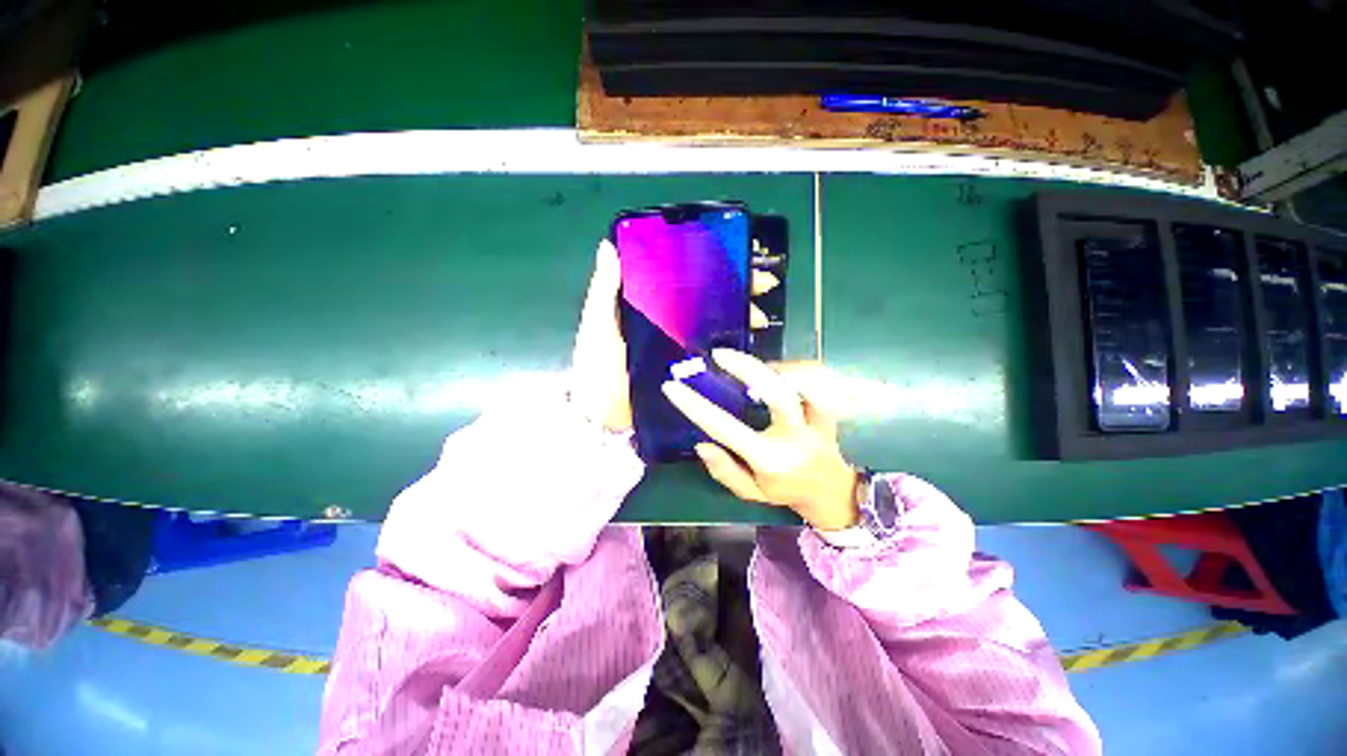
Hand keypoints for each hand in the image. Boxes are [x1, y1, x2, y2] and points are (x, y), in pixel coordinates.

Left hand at [569, 241, 781, 432]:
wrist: (602, 418)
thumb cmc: (596, 367)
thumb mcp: (598, 327)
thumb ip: (603, 292)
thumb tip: (608, 246)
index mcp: (648, 309)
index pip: (684, 280)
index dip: (708, 268)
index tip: (735, 255)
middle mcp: (669, 324)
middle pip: (707, 301)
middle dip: (736, 290)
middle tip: (762, 284)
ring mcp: (680, 348)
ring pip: (715, 326)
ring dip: (740, 317)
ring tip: (760, 317)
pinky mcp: (688, 371)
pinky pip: (714, 354)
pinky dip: (733, 347)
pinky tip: (750, 342)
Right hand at [661, 350, 859, 530]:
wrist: (830, 492)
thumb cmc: (784, 489)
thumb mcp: (750, 492)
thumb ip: (725, 471)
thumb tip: (701, 444)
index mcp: (769, 460)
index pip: (726, 429)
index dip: (696, 406)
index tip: (672, 387)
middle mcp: (795, 439)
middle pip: (779, 395)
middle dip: (748, 368)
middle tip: (721, 354)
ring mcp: (818, 424)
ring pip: (809, 384)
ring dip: (781, 367)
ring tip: (757, 365)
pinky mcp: (830, 412)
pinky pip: (822, 382)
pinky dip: (801, 369)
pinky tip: (781, 370)